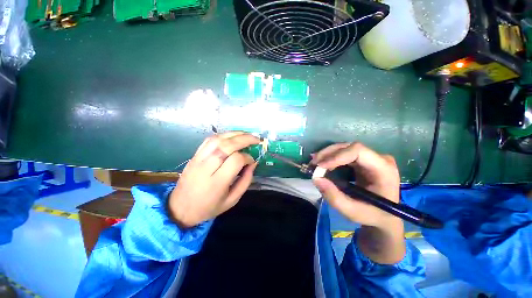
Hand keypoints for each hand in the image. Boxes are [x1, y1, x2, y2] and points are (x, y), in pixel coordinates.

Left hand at [168, 132, 259, 228]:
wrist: (180, 208)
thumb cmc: (209, 207)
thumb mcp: (232, 200)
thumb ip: (246, 181)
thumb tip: (253, 163)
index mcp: (217, 182)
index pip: (236, 160)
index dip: (247, 158)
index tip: (252, 161)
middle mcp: (206, 168)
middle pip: (227, 146)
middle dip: (245, 139)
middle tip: (256, 139)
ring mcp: (198, 159)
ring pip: (217, 139)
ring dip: (234, 134)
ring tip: (246, 134)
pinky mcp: (194, 155)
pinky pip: (209, 140)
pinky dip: (222, 135)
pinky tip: (231, 136)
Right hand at [311, 142, 404, 263]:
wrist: (384, 216)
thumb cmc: (372, 215)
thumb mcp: (353, 212)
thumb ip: (334, 197)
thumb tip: (316, 178)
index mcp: (383, 169)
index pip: (358, 151)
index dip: (337, 156)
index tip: (320, 166)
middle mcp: (379, 159)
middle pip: (349, 147)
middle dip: (328, 154)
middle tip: (313, 164)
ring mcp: (371, 158)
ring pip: (344, 148)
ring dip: (327, 155)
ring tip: (314, 164)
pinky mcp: (362, 160)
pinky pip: (343, 154)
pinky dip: (330, 158)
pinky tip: (322, 164)